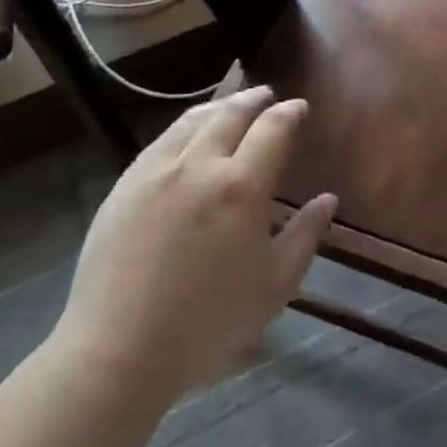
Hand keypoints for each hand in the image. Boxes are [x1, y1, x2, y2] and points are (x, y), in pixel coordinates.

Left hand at [53, 87, 335, 396]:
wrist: (117, 351)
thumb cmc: (207, 325)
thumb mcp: (273, 287)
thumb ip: (304, 237)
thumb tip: (328, 200)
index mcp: (241, 188)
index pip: (272, 130)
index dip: (289, 113)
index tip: (298, 107)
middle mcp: (199, 166)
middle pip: (230, 115)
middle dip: (253, 99)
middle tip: (267, 95)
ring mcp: (155, 172)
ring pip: (191, 122)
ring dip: (218, 107)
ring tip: (230, 105)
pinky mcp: (124, 186)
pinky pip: (160, 142)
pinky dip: (183, 127)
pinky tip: (187, 136)